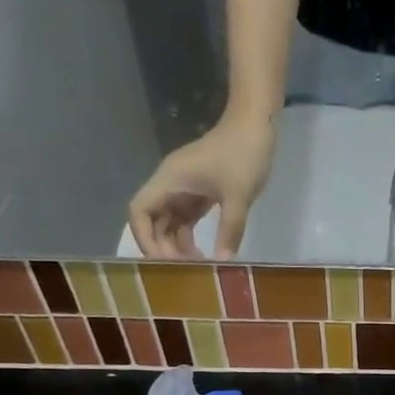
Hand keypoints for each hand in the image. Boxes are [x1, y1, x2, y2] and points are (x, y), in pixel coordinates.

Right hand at [128, 113, 275, 258]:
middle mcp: (170, 184)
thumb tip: (223, 261)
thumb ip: (229, 229)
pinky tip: (205, 253)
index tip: (165, 262)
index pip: (139, 212)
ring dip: (178, 244)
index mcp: (169, 181)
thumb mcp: (238, 195)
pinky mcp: (199, 191)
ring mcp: (184, 187)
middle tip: (185, 271)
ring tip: (197, 266)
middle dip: (163, 247)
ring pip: (170, 221)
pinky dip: (190, 235)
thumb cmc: (243, 154)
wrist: (255, 123)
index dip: (146, 239)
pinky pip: (186, 217)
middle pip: (152, 220)